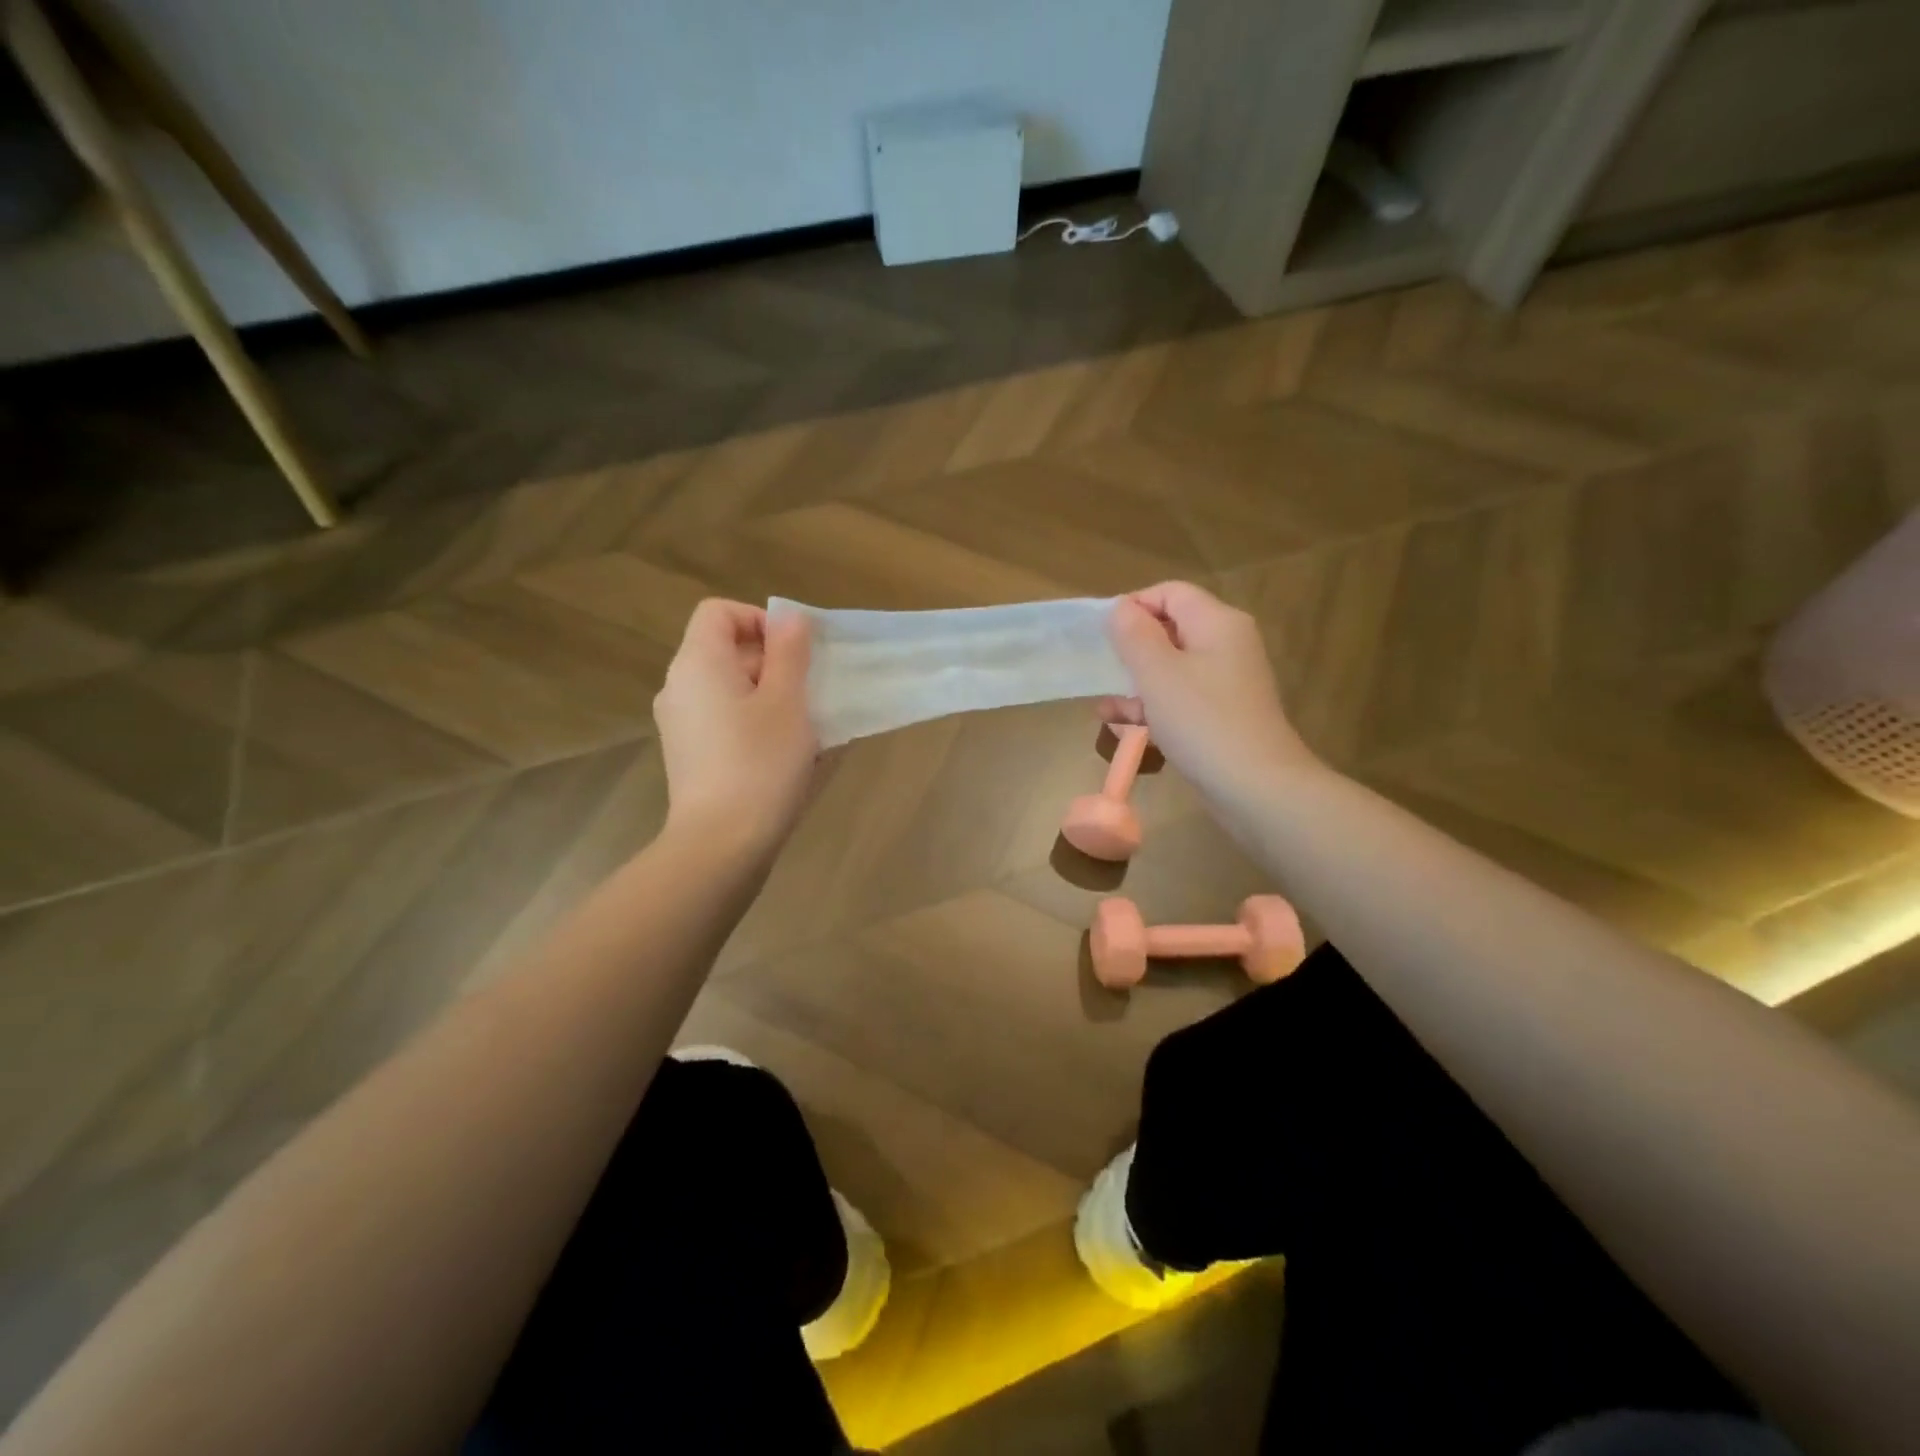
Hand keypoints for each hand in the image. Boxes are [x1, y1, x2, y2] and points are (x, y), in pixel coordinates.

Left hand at [653, 600, 818, 849]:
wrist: (720, 844)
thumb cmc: (760, 764)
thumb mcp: (788, 702)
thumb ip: (789, 653)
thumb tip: (789, 618)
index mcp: (698, 663)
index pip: (719, 612)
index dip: (760, 620)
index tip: (795, 652)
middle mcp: (679, 686)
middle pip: (725, 649)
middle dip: (772, 661)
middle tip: (809, 691)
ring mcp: (680, 723)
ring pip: (728, 688)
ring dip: (767, 694)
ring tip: (803, 725)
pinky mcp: (688, 754)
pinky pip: (723, 718)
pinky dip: (752, 721)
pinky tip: (781, 753)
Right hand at [1102, 582, 1318, 804]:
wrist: (1256, 789)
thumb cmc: (1202, 722)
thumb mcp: (1157, 673)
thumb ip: (1134, 634)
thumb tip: (1121, 608)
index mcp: (1217, 623)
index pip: (1170, 593)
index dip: (1134, 606)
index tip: (1103, 635)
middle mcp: (1227, 645)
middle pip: (1171, 630)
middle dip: (1132, 649)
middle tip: (1101, 669)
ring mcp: (1226, 683)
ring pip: (1172, 669)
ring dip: (1136, 683)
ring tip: (1103, 706)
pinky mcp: (1222, 716)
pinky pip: (1181, 699)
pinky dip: (1153, 707)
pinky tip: (1121, 725)